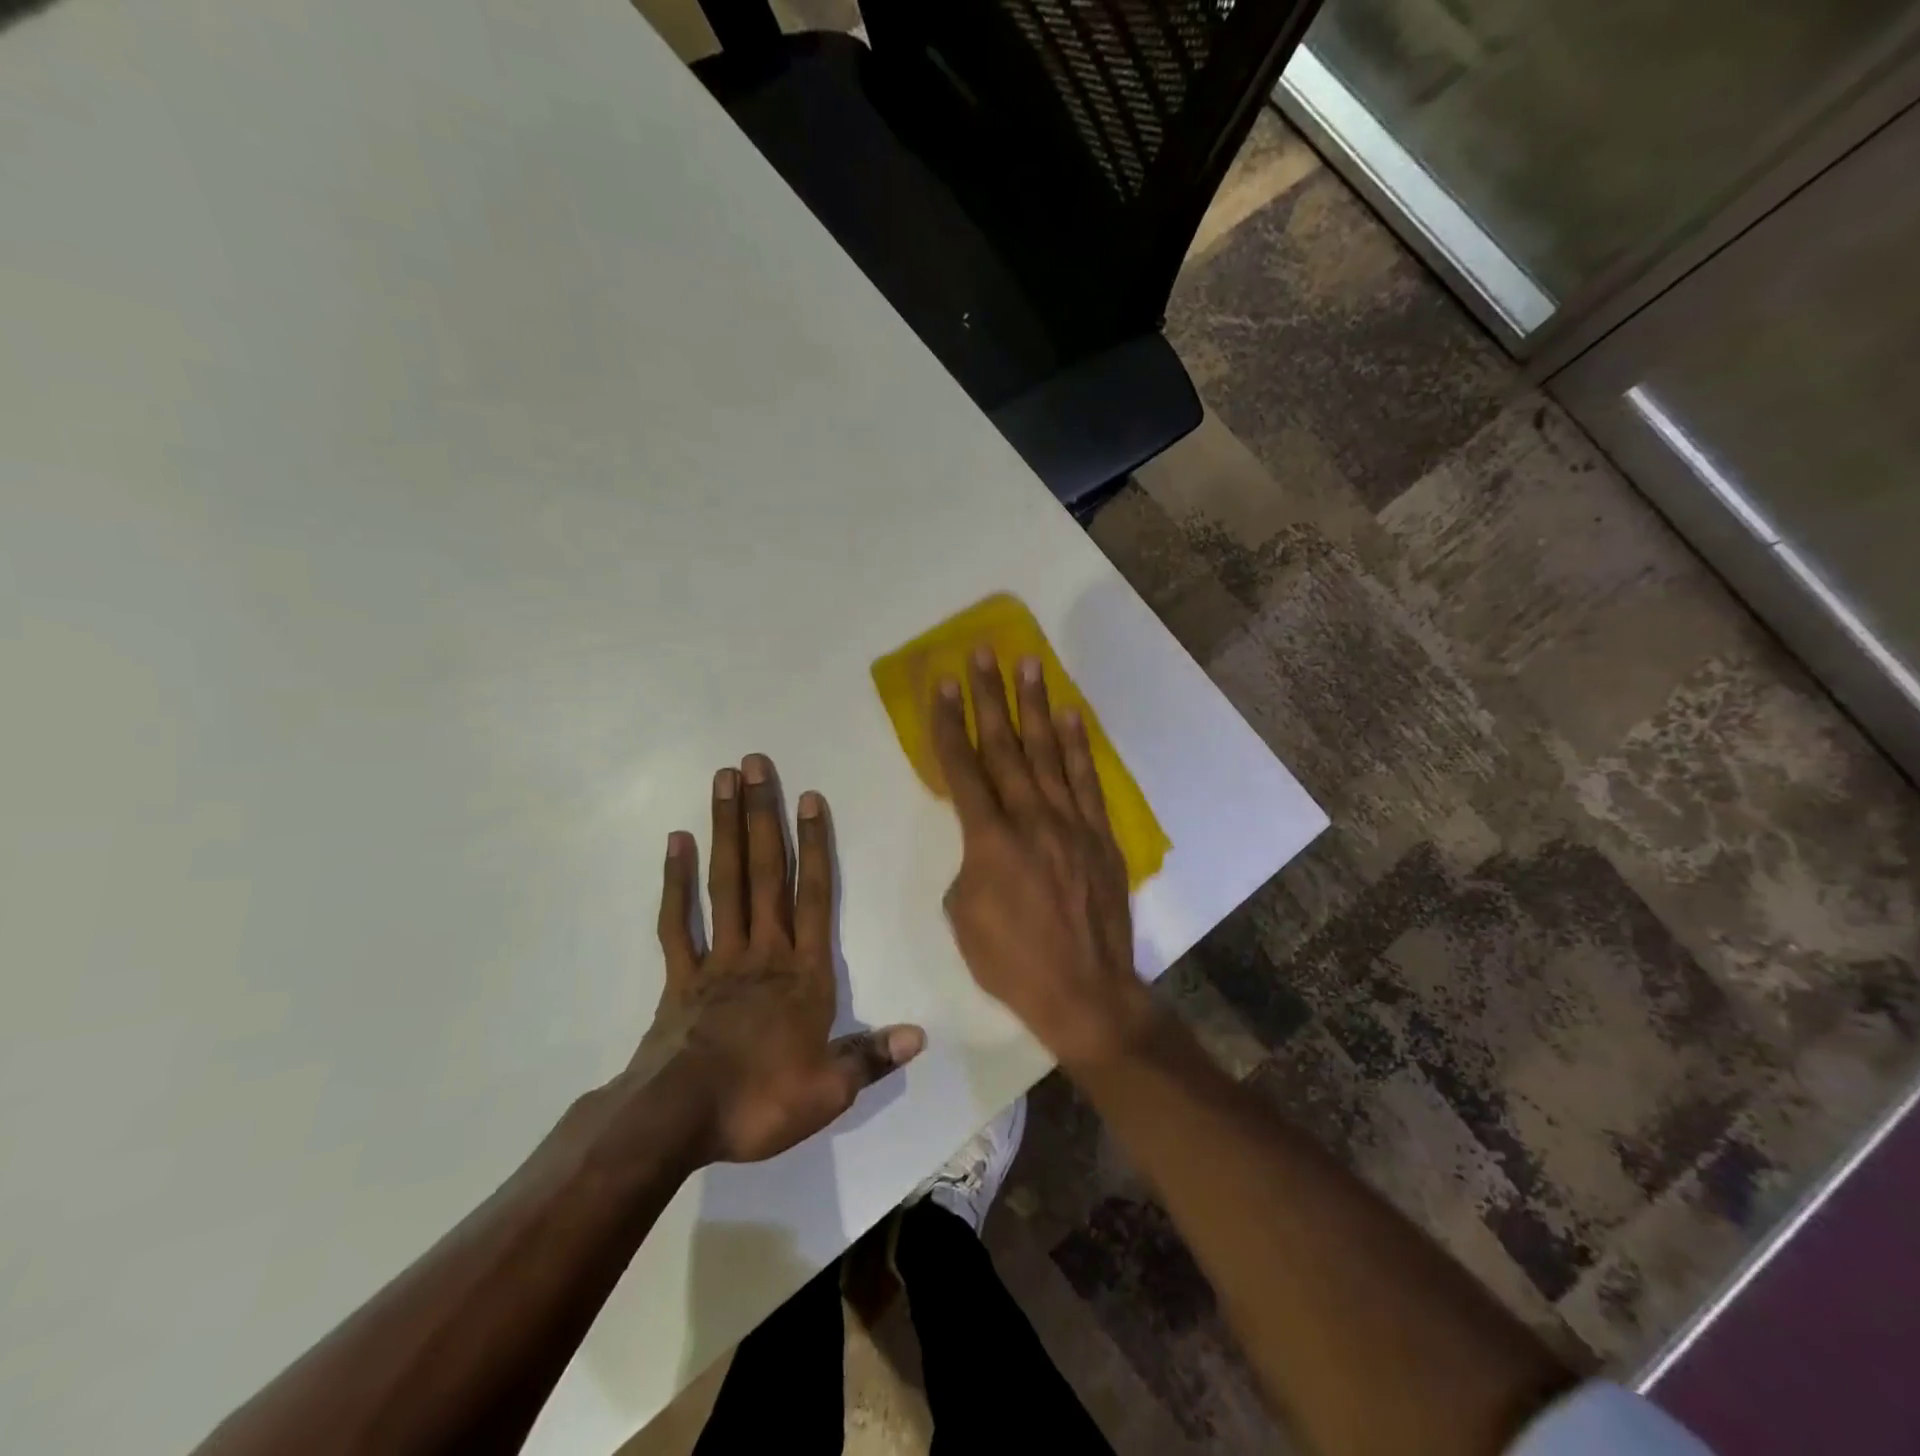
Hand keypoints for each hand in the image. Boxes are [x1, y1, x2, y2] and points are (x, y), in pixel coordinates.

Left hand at [643, 754, 924, 1164]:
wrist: (676, 1122)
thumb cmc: (759, 1101)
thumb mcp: (829, 1091)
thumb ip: (872, 1057)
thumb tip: (921, 1036)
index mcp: (803, 973)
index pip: (814, 896)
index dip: (815, 846)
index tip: (810, 798)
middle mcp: (763, 951)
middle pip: (765, 873)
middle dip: (763, 816)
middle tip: (755, 764)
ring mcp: (718, 959)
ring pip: (725, 883)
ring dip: (726, 830)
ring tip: (722, 781)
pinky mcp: (680, 977)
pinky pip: (677, 922)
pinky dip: (675, 882)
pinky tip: (676, 843)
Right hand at [931, 649, 1151, 1069]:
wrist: (1085, 991)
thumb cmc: (1011, 961)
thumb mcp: (962, 916)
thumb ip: (968, 864)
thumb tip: (984, 843)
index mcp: (988, 839)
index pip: (961, 768)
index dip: (948, 723)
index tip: (941, 684)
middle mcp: (1030, 818)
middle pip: (1004, 746)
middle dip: (988, 697)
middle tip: (982, 653)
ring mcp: (1070, 822)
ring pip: (1047, 753)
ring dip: (1034, 706)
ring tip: (1027, 664)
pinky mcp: (1099, 834)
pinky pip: (1086, 780)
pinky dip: (1076, 745)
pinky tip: (1069, 715)